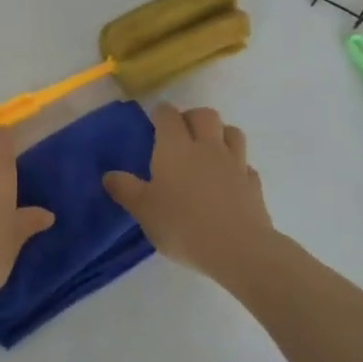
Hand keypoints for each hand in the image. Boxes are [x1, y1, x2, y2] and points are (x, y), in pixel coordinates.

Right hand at [103, 103, 274, 281]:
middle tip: (181, 132)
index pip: (168, 115)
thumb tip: (109, 175)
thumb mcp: (143, 210)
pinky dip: (236, 165)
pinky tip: (229, 179)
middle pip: (205, 115)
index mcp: (175, 148)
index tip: (155, 119)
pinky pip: (245, 164)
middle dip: (192, 116)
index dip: (161, 113)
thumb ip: (125, 189)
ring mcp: (234, 164)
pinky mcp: (253, 184)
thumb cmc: (181, 225)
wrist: (237, 248)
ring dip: (219, 133)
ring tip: (208, 148)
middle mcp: (207, 147)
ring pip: (232, 132)